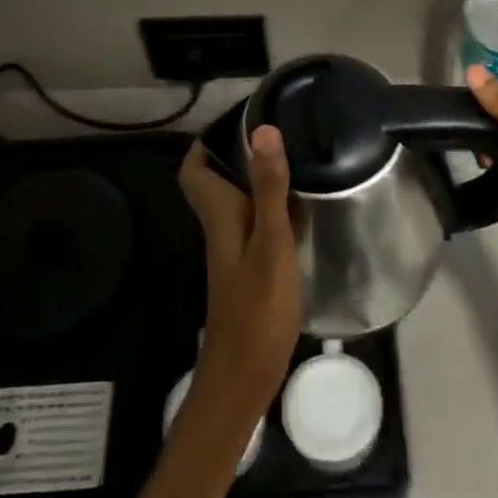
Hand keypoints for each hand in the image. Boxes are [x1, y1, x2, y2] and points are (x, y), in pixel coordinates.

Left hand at [177, 127, 301, 418]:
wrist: (243, 378)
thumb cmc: (256, 310)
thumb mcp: (270, 244)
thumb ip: (269, 189)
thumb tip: (263, 130)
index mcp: (219, 215)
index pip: (194, 169)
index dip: (207, 142)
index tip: (239, 119)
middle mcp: (221, 226)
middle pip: (217, 180)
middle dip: (238, 153)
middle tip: (277, 131)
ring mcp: (235, 249)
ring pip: (239, 200)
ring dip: (258, 178)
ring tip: (296, 155)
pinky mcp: (251, 267)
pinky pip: (257, 222)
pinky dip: (274, 206)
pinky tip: (303, 204)